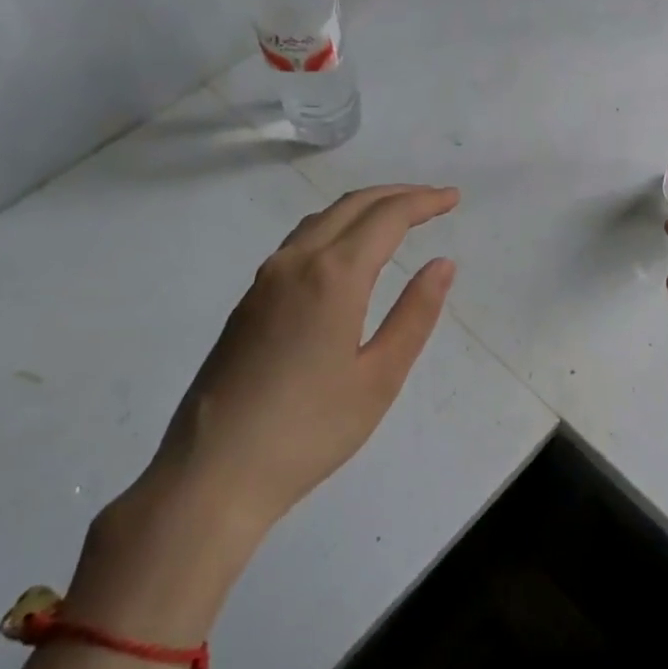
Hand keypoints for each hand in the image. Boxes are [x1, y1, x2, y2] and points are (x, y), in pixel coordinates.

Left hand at [75, 186, 458, 637]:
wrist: (214, 473)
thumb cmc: (311, 430)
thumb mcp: (380, 377)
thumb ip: (415, 314)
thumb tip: (442, 264)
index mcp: (333, 277)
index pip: (386, 217)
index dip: (423, 202)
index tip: (453, 198)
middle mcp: (294, 264)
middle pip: (350, 206)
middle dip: (396, 195)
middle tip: (434, 200)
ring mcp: (264, 282)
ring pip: (319, 221)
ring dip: (362, 209)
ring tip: (397, 218)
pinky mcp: (248, 304)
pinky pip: (298, 244)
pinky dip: (334, 229)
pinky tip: (346, 255)